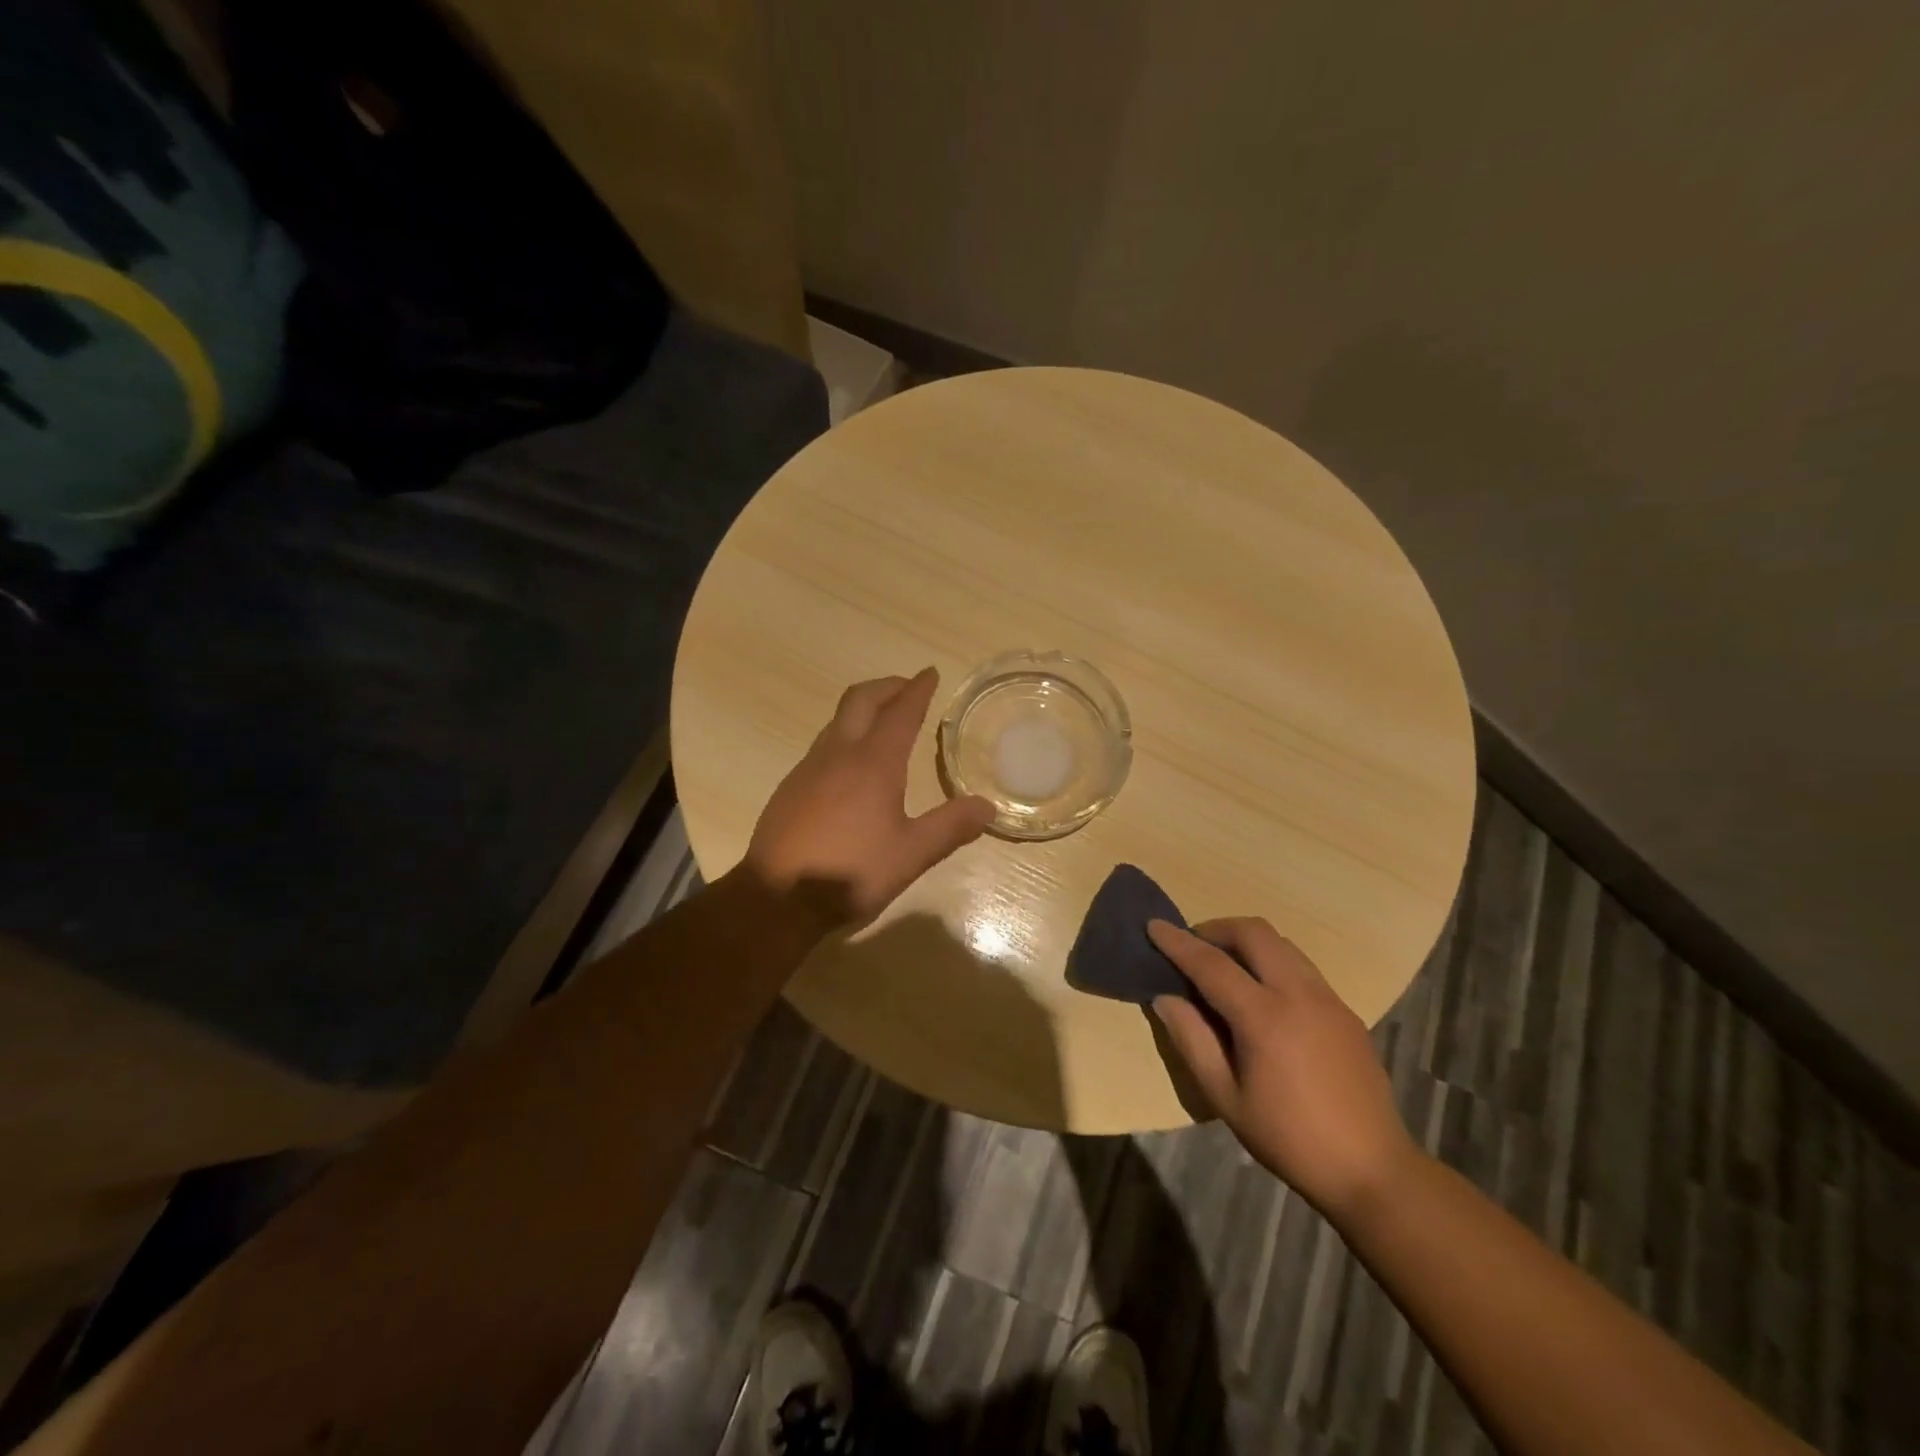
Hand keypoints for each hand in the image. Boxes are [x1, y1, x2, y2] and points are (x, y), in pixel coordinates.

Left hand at [742, 669, 995, 931]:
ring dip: (863, 709)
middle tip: (907, 688)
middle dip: (887, 687)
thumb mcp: (911, 855)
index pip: (900, 712)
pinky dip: (845, 736)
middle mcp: (839, 754)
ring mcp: (809, 768)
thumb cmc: (850, 873)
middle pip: (861, 700)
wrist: (776, 898)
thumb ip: (950, 827)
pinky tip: (851, 766)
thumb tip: (987, 807)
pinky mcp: (791, 787)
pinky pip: (823, 745)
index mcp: (873, 763)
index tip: (930, 673)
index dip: (918, 690)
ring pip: (838, 721)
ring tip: (883, 721)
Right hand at [1148, 918, 1417, 1217]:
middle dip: (1216, 928)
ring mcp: (1328, 998)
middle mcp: (1299, 993)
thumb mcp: (1225, 1098)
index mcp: (1265, 1017)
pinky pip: (1301, 965)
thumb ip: (1192, 1040)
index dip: (1177, 942)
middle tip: (1192, 946)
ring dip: (1246, 941)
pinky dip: (1271, 961)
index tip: (1153, 925)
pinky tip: (1262, 994)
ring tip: (1224, 967)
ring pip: (1281, 943)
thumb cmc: (1289, 1138)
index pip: (1211, 963)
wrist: (1373, 1170)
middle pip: (1254, 932)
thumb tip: (1165, 997)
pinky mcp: (1345, 1010)